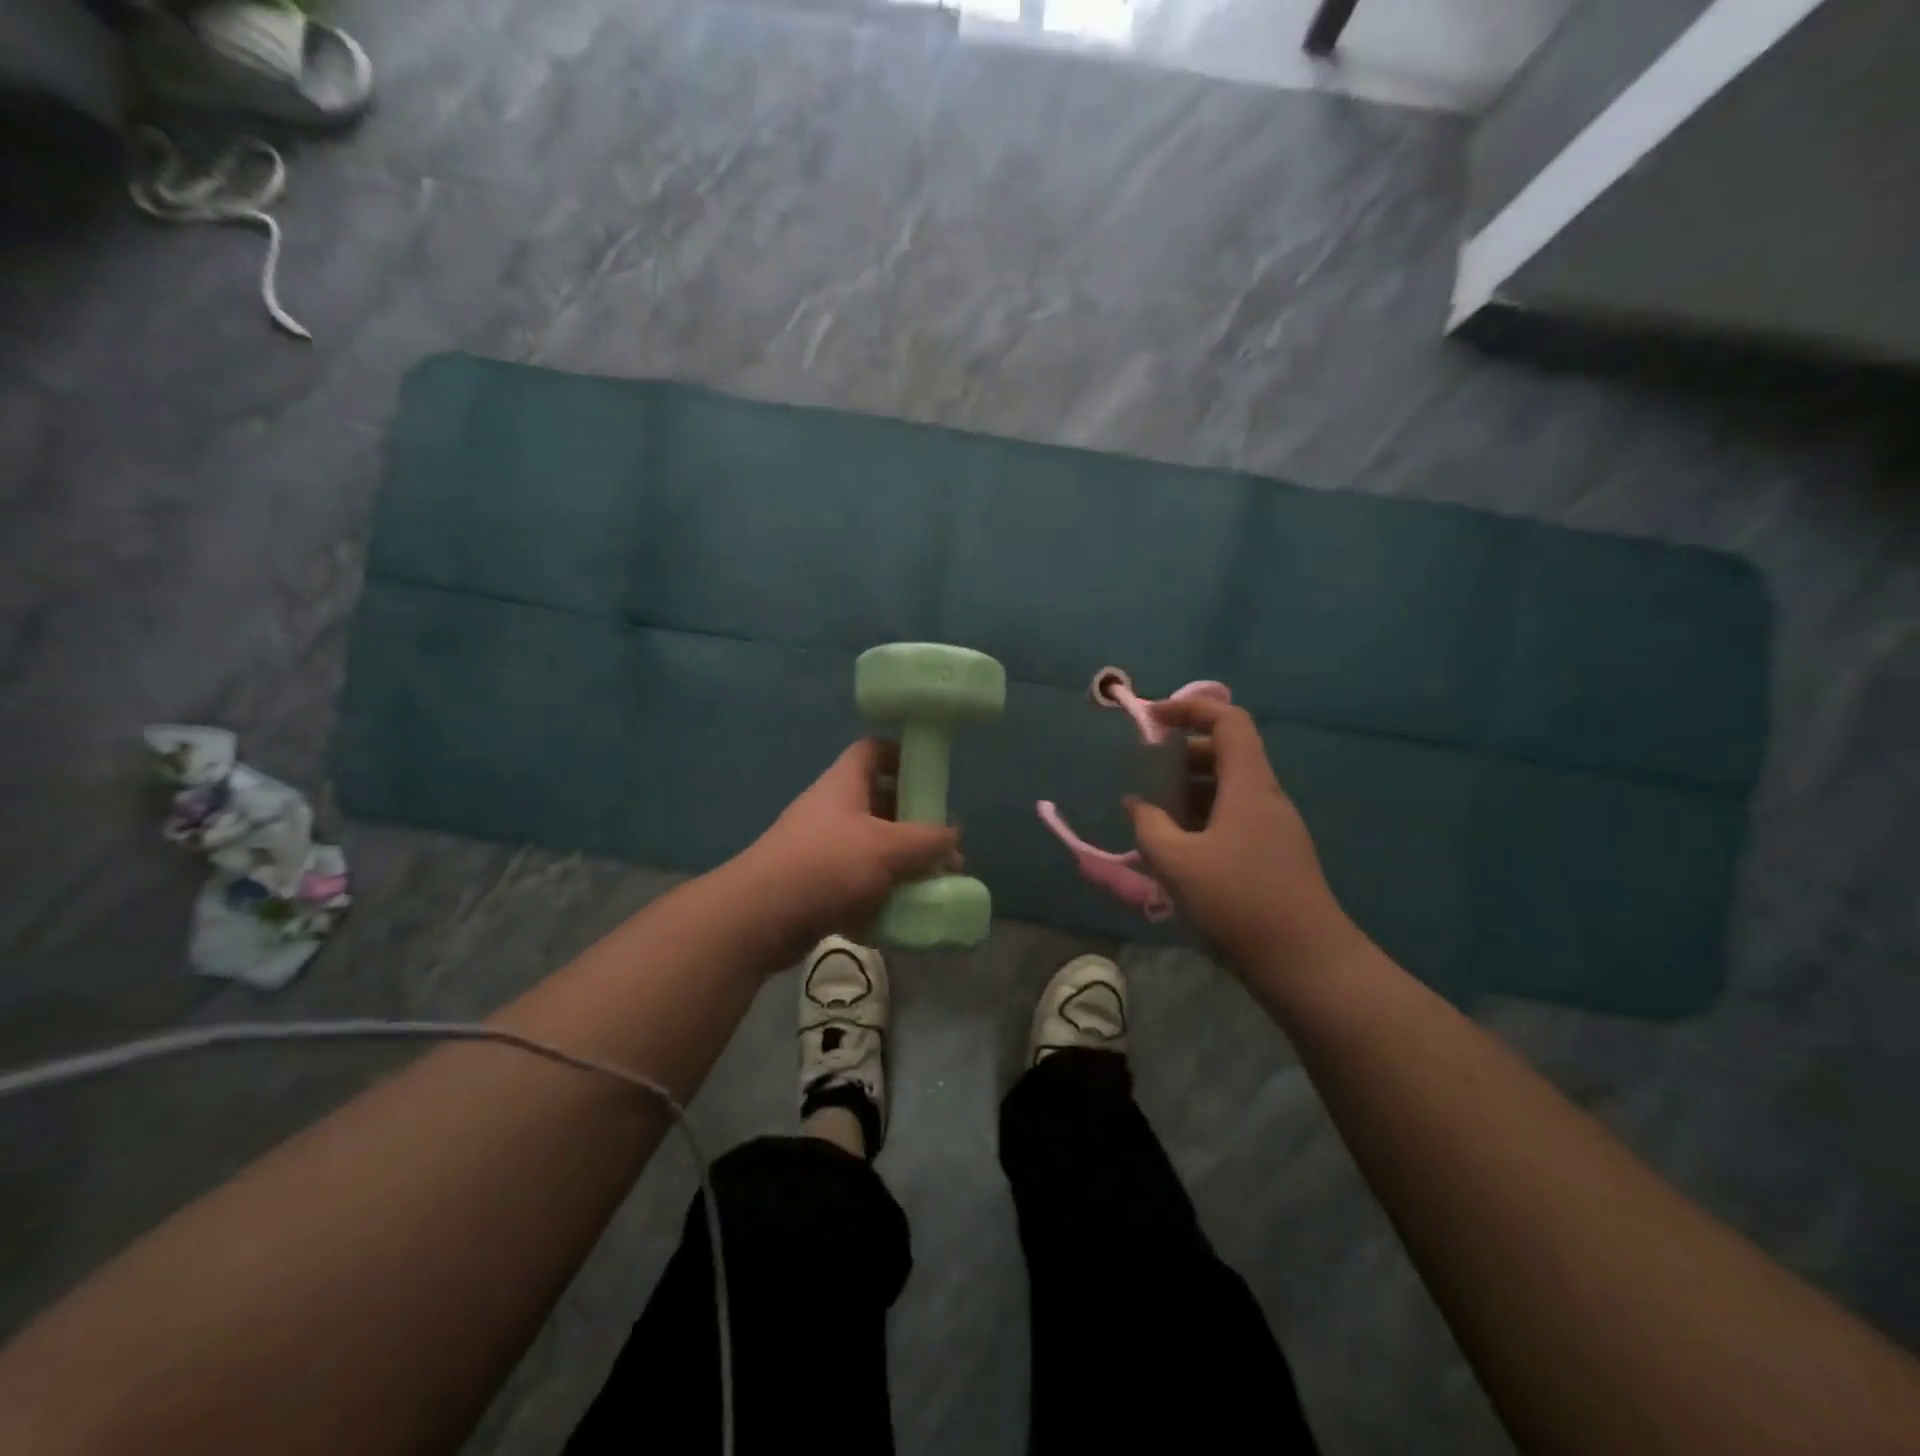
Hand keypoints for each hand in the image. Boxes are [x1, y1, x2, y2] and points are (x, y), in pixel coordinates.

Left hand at [738, 738, 960, 952]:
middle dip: (914, 824)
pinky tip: (902, 914)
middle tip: (942, 848)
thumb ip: (927, 840)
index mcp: (844, 784)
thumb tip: (952, 835)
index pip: (874, 750)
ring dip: (901, 864)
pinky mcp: (815, 884)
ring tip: (932, 885)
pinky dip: (879, 895)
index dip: (903, 756)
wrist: (760, 917)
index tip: (932, 779)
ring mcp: (821, 848)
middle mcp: (832, 809)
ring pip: (871, 847)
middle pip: (879, 803)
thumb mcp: (888, 847)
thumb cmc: (827, 865)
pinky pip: (856, 882)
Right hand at [1125, 696, 1362, 978]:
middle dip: (1181, 754)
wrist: (1308, 965)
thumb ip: (1149, 827)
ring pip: (1227, 789)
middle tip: (1145, 773)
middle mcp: (1265, 798)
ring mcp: (1273, 829)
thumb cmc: (1240, 903)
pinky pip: (1232, 819)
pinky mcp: (1272, 857)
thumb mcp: (1177, 863)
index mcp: (1249, 786)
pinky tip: (1175, 849)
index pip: (1228, 720)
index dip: (1190, 708)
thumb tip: (1137, 805)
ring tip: (1152, 814)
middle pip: (1226, 753)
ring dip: (1188, 790)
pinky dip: (1200, 819)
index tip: (1151, 719)